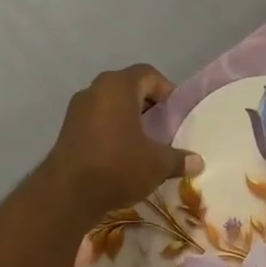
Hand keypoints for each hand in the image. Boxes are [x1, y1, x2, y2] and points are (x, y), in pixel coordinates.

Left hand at [45, 65, 201, 219]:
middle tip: (164, 126)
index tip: (177, 112)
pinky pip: (97, 121)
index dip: (166, 89)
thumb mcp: (158, 164)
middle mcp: (95, 89)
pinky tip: (123, 154)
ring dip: (129, 119)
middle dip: (148, 105)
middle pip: (128, 87)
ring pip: (110, 105)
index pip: (148, 74)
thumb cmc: (119, 166)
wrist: (70, 192)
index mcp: (118, 86)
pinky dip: (112, 131)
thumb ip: (179, 159)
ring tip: (145, 142)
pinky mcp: (68, 130)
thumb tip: (198, 162)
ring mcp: (77, 109)